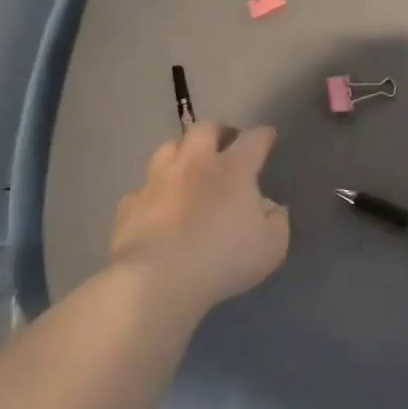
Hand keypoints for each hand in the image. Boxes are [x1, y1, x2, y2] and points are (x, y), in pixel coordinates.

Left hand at [110, 123, 289, 314]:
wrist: (158, 278)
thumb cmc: (224, 258)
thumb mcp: (272, 246)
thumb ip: (277, 220)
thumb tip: (270, 207)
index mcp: (233, 169)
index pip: (253, 139)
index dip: (263, 136)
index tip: (268, 138)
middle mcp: (194, 164)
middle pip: (204, 130)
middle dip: (218, 131)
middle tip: (226, 143)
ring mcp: (157, 182)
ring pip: (167, 148)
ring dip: (181, 152)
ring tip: (188, 165)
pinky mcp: (130, 205)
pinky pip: (143, 189)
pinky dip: (153, 192)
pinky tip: (157, 205)